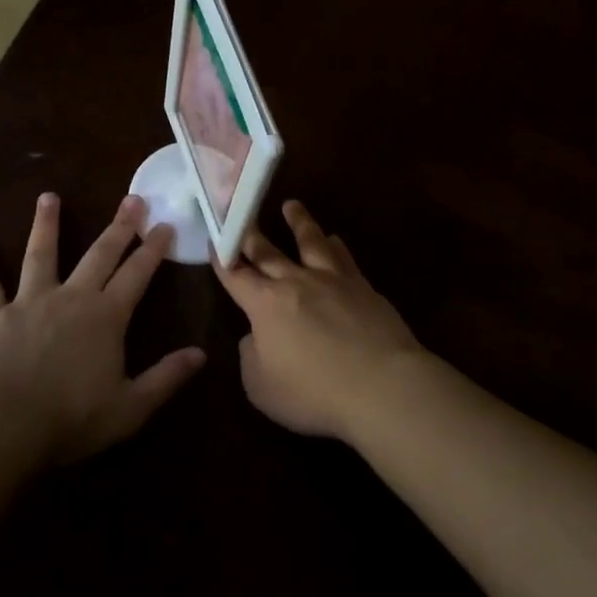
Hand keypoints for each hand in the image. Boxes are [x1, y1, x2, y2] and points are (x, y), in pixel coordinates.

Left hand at [0, 193, 205, 465]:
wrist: (0, 427)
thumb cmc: (69, 420)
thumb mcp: (130, 408)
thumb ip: (166, 378)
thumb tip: (201, 354)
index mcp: (106, 317)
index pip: (137, 274)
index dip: (153, 248)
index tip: (165, 224)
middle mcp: (71, 298)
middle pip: (99, 254)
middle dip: (118, 226)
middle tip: (131, 198)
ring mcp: (28, 302)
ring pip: (41, 255)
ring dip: (46, 225)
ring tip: (48, 197)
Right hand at [214, 200, 427, 440]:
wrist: (382, 384)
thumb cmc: (314, 392)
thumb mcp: (262, 387)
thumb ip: (251, 357)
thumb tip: (255, 337)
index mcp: (266, 304)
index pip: (236, 275)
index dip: (222, 259)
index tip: (214, 240)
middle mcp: (297, 282)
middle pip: (269, 251)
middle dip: (251, 233)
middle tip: (241, 210)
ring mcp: (333, 280)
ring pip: (311, 241)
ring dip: (298, 222)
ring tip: (291, 205)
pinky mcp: (363, 286)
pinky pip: (343, 257)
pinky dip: (334, 245)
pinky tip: (335, 240)